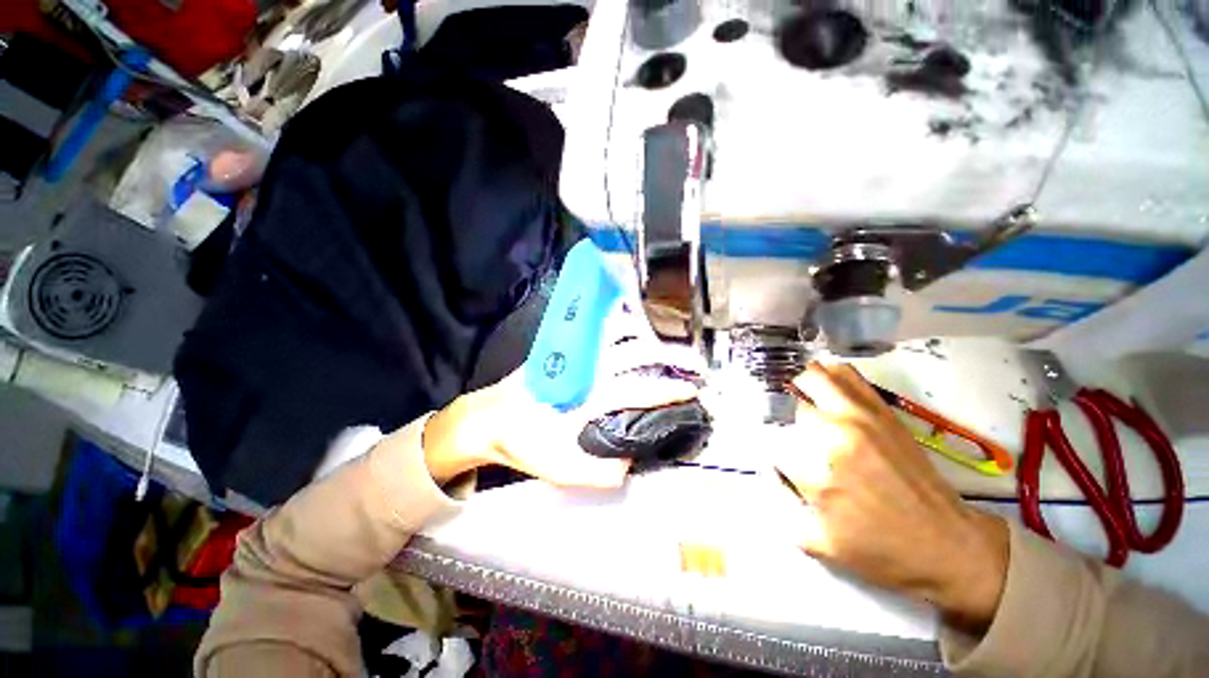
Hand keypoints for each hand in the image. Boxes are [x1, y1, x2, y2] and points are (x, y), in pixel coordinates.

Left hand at [421, 341, 700, 488]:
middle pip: (636, 352)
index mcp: (588, 396)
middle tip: (693, 361)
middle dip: (670, 356)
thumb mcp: (560, 469)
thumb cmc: (523, 442)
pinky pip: (599, 328)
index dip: (669, 390)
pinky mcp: (566, 347)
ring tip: (670, 335)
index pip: (639, 389)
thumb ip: (600, 470)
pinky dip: (620, 321)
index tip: (692, 390)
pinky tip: (631, 319)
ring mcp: (575, 353)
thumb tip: (631, 461)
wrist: (489, 418)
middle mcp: (586, 368)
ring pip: (619, 332)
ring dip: (647, 332)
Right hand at [777, 363, 1009, 632]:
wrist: (951, 546)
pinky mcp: (886, 415)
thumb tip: (771, 471)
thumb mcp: (821, 543)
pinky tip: (827, 383)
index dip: (772, 447)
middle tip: (788, 418)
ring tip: (802, 394)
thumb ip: (784, 506)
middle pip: (798, 393)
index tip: (778, 457)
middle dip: (786, 404)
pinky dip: (833, 375)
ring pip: (823, 377)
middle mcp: (840, 433)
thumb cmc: (884, 551)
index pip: (775, 440)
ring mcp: (865, 418)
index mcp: (821, 467)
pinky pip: (852, 379)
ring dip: (806, 382)